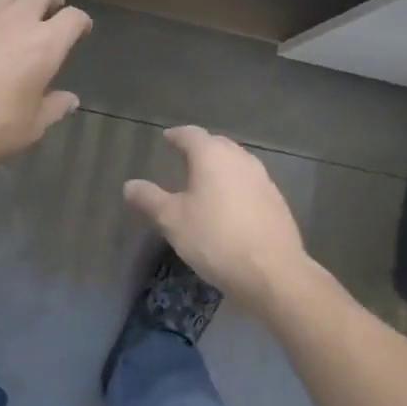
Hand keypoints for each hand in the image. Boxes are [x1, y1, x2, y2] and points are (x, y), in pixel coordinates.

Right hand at [123, 126, 310, 313]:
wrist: (272, 271)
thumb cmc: (214, 239)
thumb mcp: (173, 220)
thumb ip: (150, 199)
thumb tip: (130, 185)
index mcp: (212, 156)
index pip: (191, 134)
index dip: (177, 135)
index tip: (167, 138)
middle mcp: (240, 159)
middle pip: (217, 144)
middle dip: (200, 147)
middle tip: (184, 156)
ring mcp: (262, 179)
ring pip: (237, 162)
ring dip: (220, 165)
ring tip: (206, 179)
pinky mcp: (276, 200)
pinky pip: (250, 182)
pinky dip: (235, 185)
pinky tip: (229, 204)